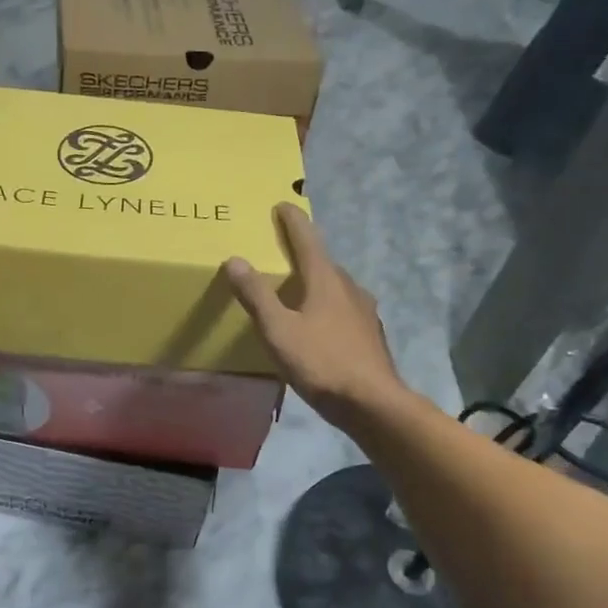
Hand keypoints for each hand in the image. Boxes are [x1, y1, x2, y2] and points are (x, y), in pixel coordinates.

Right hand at [226, 203, 405, 428]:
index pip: (307, 239)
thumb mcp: (279, 330)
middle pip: (323, 262)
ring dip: (316, 281)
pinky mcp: (370, 335)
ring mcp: (364, 312)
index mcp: (325, 280)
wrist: (372, 403)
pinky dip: (327, 306)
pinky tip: (320, 324)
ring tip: (298, 288)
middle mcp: (349, 288)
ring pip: (336, 287)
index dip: (292, 221)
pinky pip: (344, 309)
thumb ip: (256, 296)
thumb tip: (235, 260)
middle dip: (304, 252)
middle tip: (283, 250)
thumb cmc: (322, 362)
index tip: (282, 205)